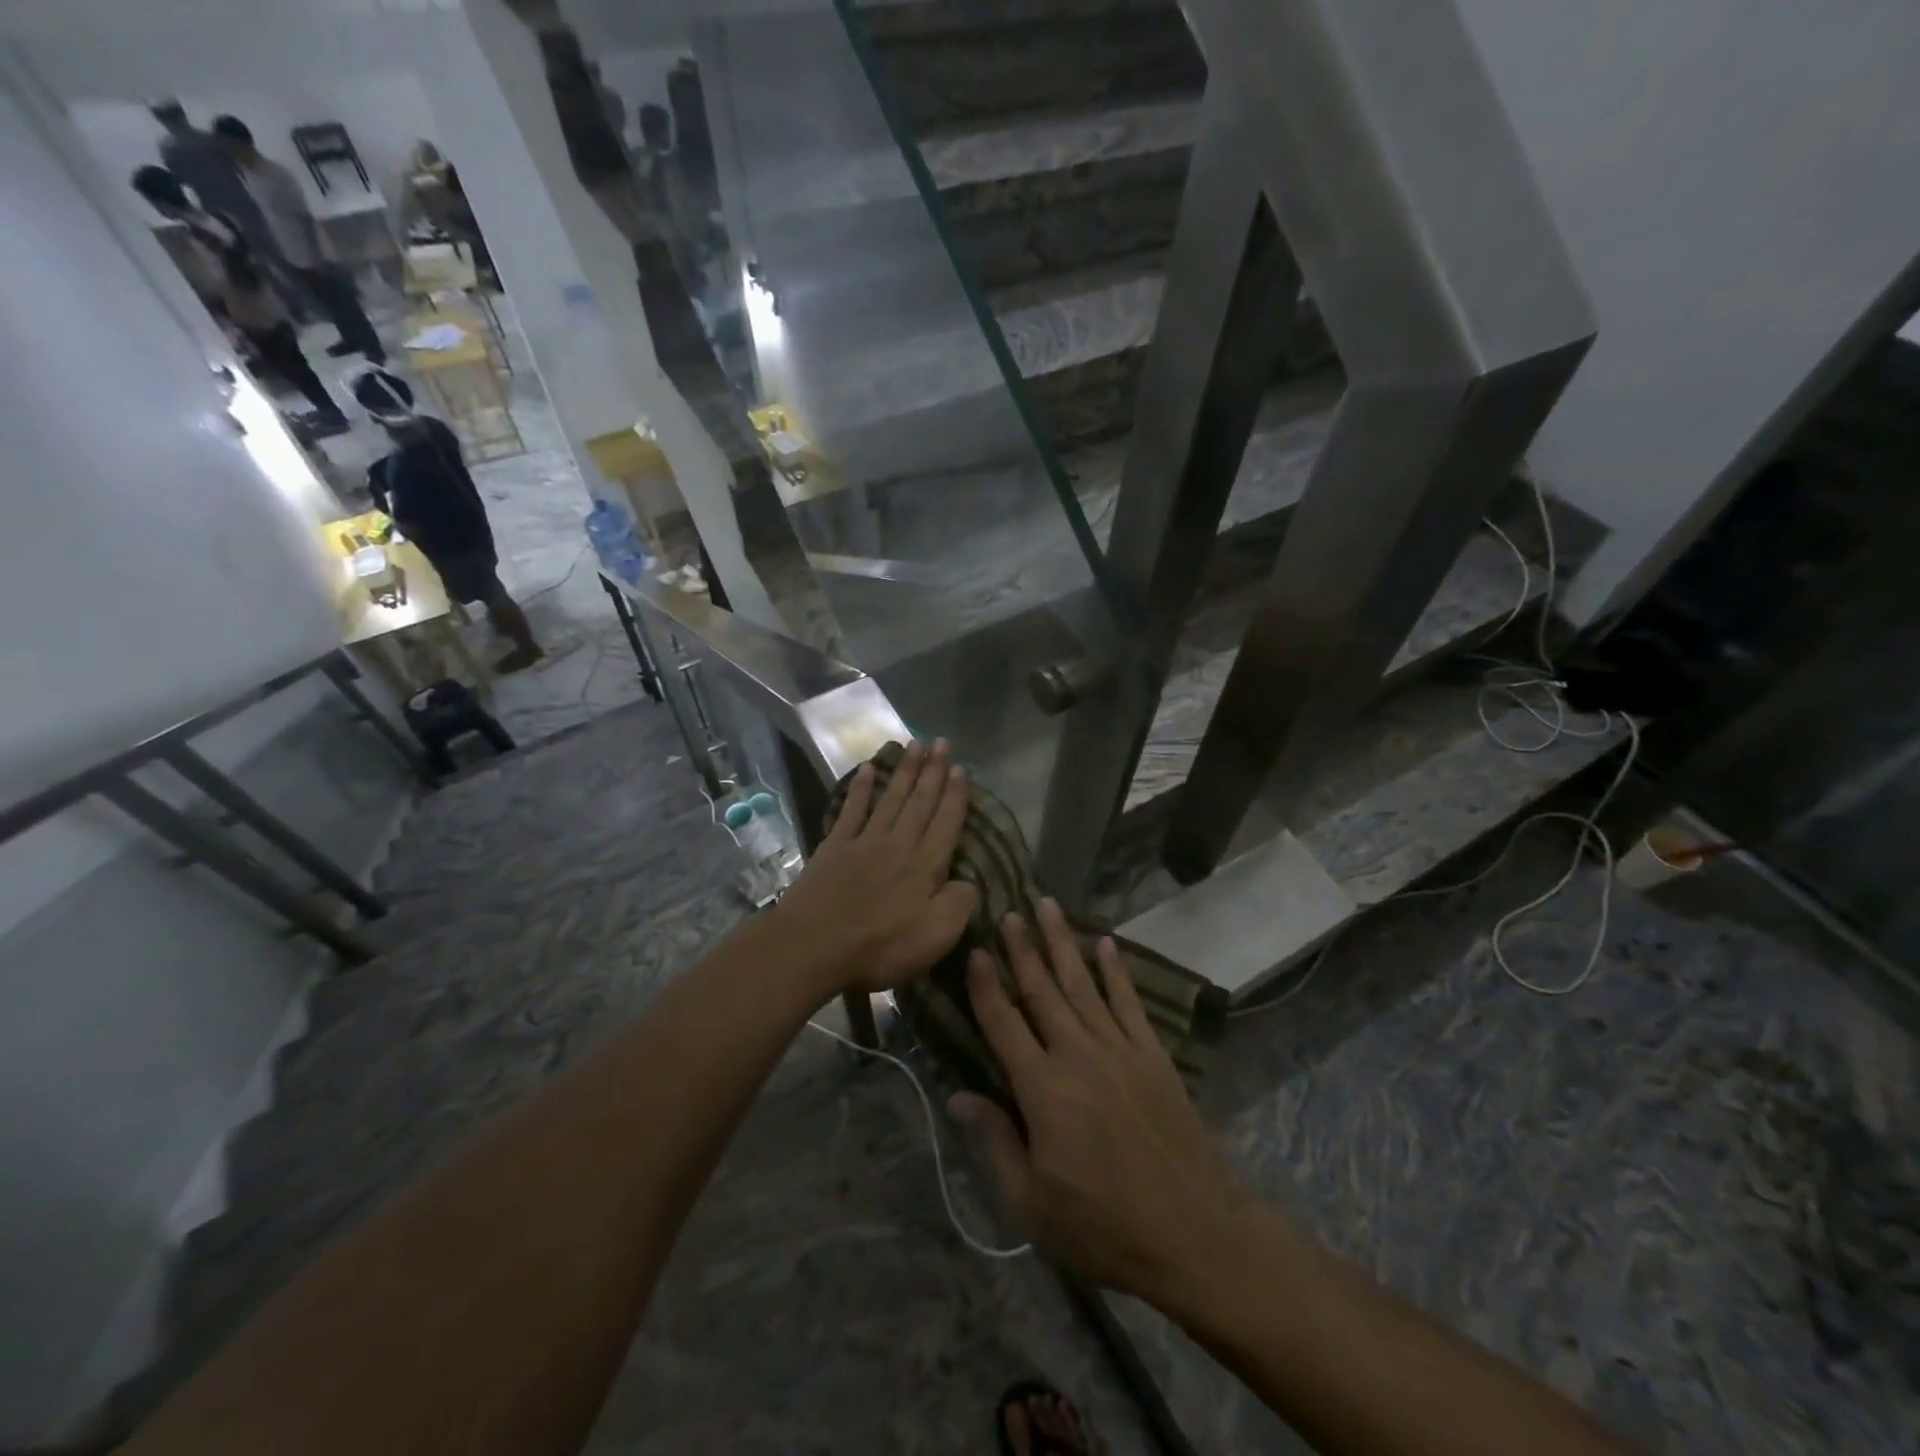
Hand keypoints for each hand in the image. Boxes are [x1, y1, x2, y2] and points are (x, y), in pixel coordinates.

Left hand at [770, 740, 978, 996]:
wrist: (814, 945)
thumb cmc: (881, 946)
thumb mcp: (936, 936)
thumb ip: (959, 904)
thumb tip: (968, 882)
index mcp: (925, 865)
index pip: (946, 822)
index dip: (955, 795)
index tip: (961, 769)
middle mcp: (898, 843)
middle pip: (920, 801)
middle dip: (933, 771)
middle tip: (941, 742)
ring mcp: (864, 841)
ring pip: (890, 798)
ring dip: (904, 770)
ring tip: (914, 744)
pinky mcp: (835, 847)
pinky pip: (852, 810)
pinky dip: (861, 788)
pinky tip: (867, 769)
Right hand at [954, 902, 1252, 1299]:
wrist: (1194, 1234)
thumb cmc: (1102, 1226)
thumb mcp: (1030, 1205)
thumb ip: (993, 1143)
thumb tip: (959, 1095)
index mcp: (1042, 1089)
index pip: (1003, 1023)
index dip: (986, 986)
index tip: (975, 950)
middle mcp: (1078, 1054)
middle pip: (1043, 990)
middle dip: (1023, 948)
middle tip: (1008, 911)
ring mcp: (1119, 1050)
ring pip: (1083, 984)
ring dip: (1063, 942)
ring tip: (1048, 907)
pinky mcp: (1152, 1055)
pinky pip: (1129, 1002)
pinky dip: (1116, 970)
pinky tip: (1106, 944)